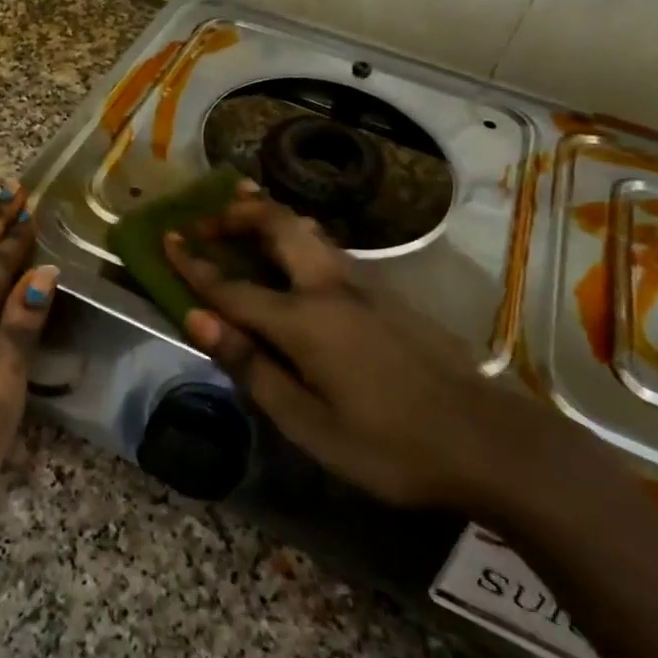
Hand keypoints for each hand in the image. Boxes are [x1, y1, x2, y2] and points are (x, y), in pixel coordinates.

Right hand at [163, 189, 539, 512]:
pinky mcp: (388, 293)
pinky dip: (296, 236)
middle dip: (235, 215)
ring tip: (241, 212)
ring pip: (307, 230)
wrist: (491, 441)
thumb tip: (198, 320)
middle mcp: (331, 288)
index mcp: (305, 322)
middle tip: (204, 221)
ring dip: (268, 216)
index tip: (165, 239)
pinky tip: (294, 252)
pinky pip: (329, 248)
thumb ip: (251, 367)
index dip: (194, 265)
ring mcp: (365, 285)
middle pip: (277, 227)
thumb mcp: (308, 424)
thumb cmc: (390, 446)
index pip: (232, 287)